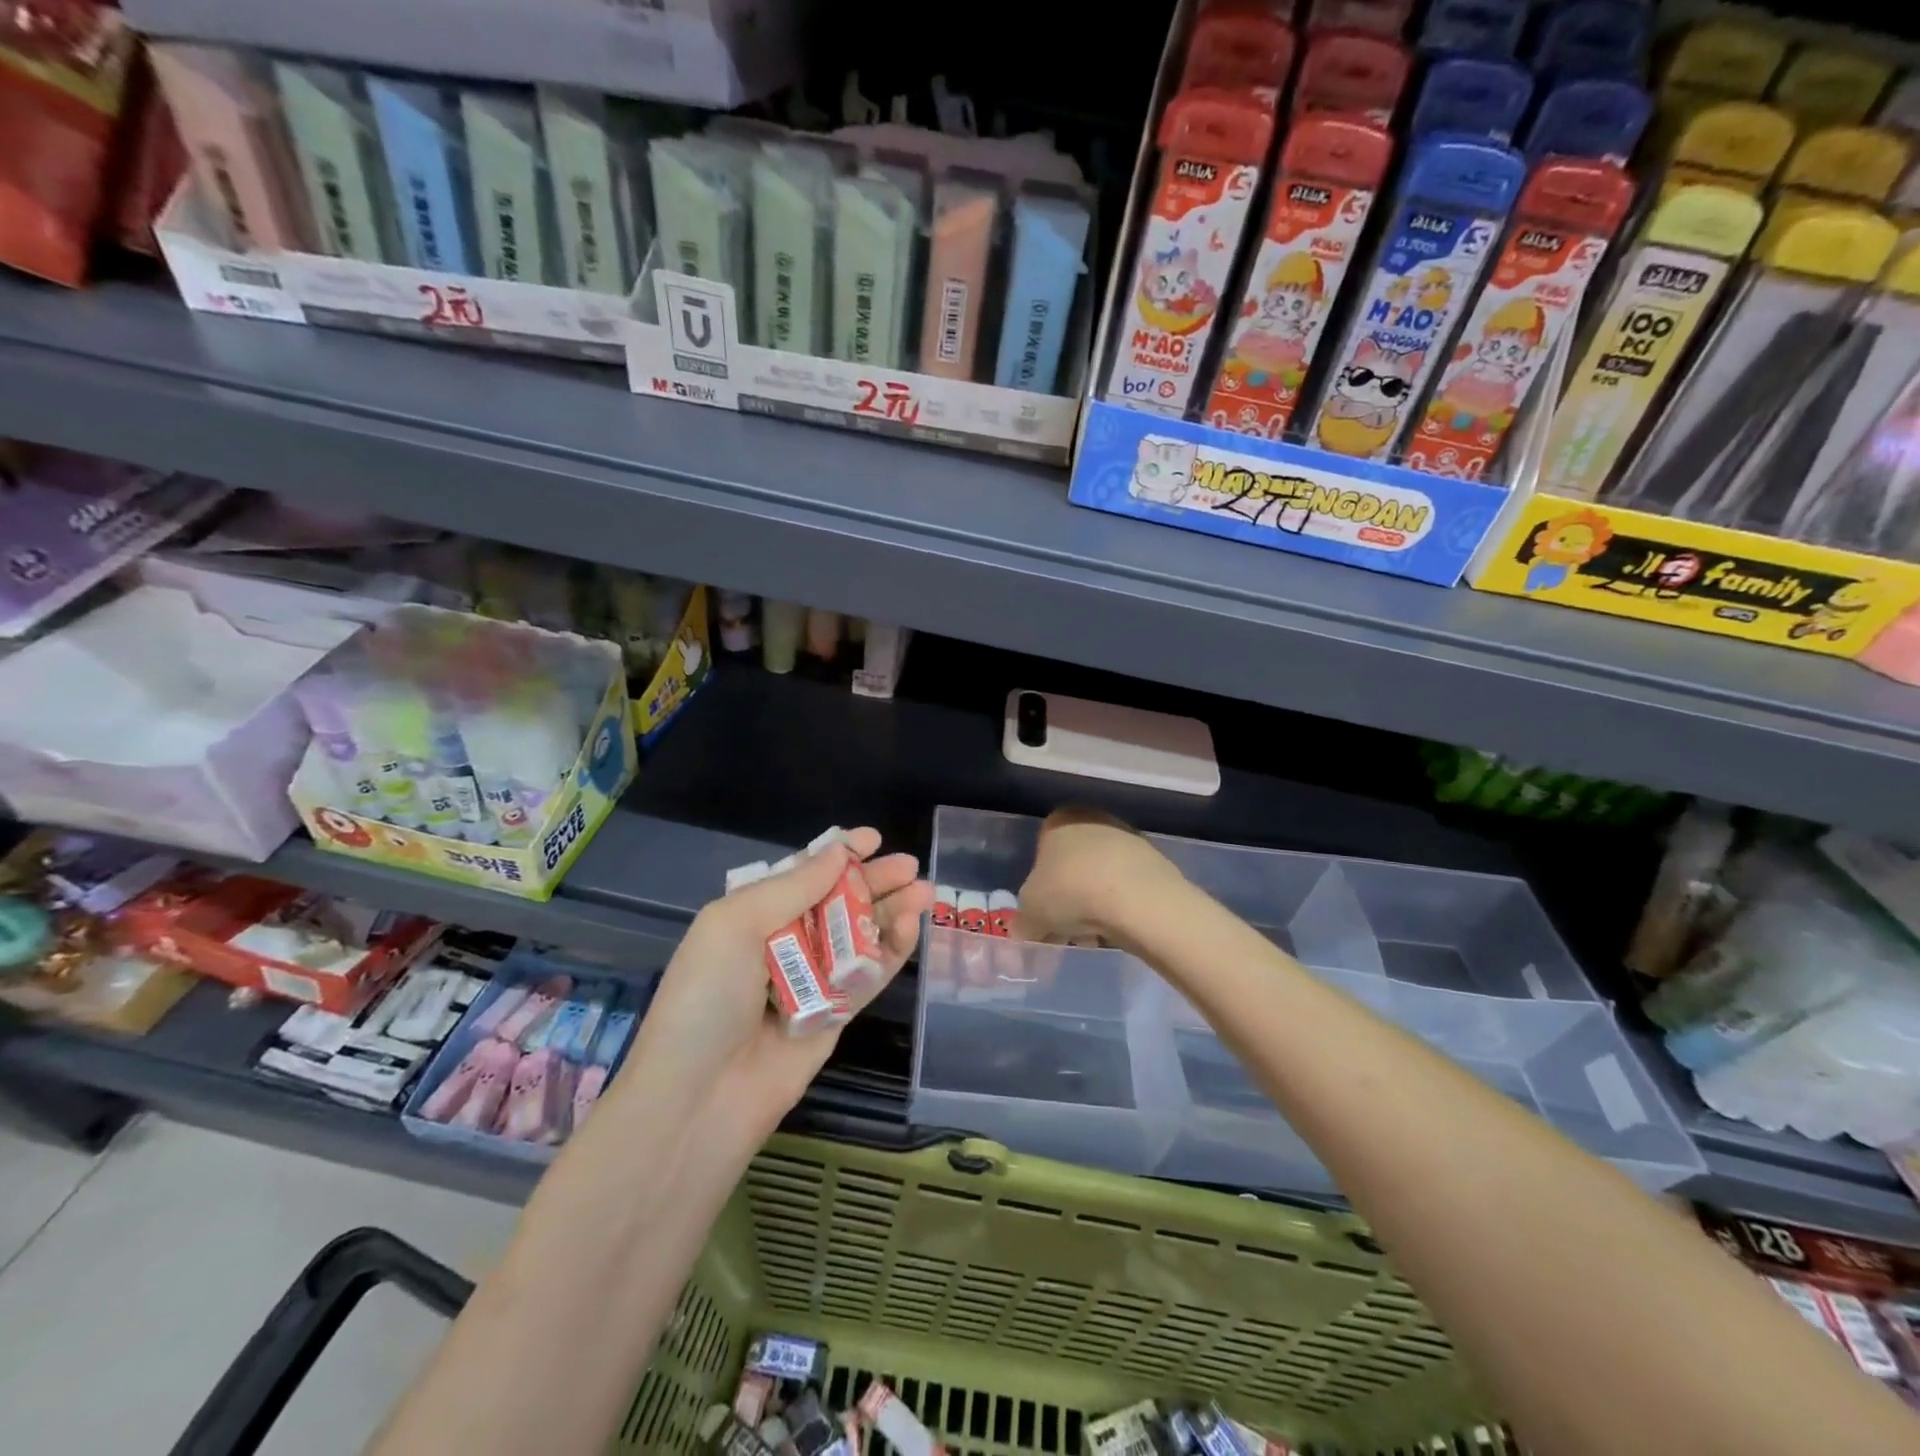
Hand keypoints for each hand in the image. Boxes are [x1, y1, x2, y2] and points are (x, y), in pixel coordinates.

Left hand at [616, 828, 931, 1143]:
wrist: (700, 1099)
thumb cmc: (708, 998)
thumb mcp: (735, 924)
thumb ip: (794, 886)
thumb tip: (840, 852)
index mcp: (751, 916)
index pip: (802, 875)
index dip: (838, 855)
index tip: (873, 838)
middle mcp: (783, 943)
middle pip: (838, 902)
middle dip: (874, 881)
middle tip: (911, 865)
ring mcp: (812, 981)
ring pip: (860, 936)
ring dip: (891, 911)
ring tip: (926, 891)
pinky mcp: (836, 1015)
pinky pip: (868, 975)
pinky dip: (891, 951)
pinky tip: (911, 927)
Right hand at [1014, 807, 1181, 952]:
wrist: (1137, 898)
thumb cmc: (1071, 892)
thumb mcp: (1030, 913)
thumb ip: (1023, 923)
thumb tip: (1023, 933)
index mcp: (1059, 819)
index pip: (1041, 853)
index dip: (1039, 889)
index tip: (1044, 916)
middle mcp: (1094, 820)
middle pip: (1072, 867)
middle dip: (1068, 900)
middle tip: (1067, 931)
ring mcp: (1128, 839)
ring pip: (1100, 879)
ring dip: (1094, 907)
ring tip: (1094, 938)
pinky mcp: (1155, 863)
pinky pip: (1127, 889)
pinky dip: (1120, 909)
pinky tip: (1118, 932)